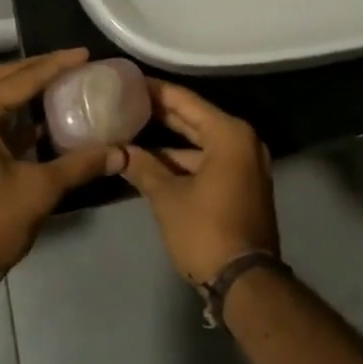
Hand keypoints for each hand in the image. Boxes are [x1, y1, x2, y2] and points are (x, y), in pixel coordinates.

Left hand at [0, 50, 125, 302]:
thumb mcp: (39, 190)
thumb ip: (81, 165)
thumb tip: (122, 152)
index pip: (22, 78)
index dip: (57, 64)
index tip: (86, 53)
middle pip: (5, 80)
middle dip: (41, 69)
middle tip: (77, 63)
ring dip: (27, 91)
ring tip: (64, 84)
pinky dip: (16, 116)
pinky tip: (43, 121)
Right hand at [119, 80, 276, 285]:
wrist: (245, 283)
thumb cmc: (206, 231)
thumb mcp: (167, 198)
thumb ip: (143, 167)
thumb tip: (116, 150)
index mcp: (229, 134)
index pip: (185, 101)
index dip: (155, 91)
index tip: (129, 81)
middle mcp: (242, 141)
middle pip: (195, 118)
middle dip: (161, 113)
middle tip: (126, 100)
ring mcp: (245, 164)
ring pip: (201, 142)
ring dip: (169, 140)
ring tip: (132, 129)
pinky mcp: (242, 184)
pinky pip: (209, 160)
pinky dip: (184, 160)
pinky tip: (153, 160)